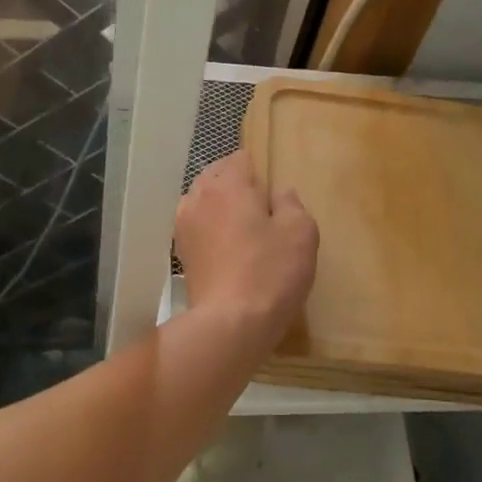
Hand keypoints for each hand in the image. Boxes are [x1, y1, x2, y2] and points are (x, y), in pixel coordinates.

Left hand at [175, 153, 317, 347]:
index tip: (273, 191)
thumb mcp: (301, 232)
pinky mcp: (181, 253)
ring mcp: (184, 225)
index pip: (241, 158)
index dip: (259, 170)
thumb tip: (279, 194)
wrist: (230, 324)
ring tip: (243, 227)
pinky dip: (210, 229)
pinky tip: (227, 248)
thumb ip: (291, 204)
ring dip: (220, 206)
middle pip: (217, 175)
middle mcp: (199, 196)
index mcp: (229, 184)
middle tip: (261, 208)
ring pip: (203, 200)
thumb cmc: (271, 272)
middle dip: (237, 184)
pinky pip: (197, 226)